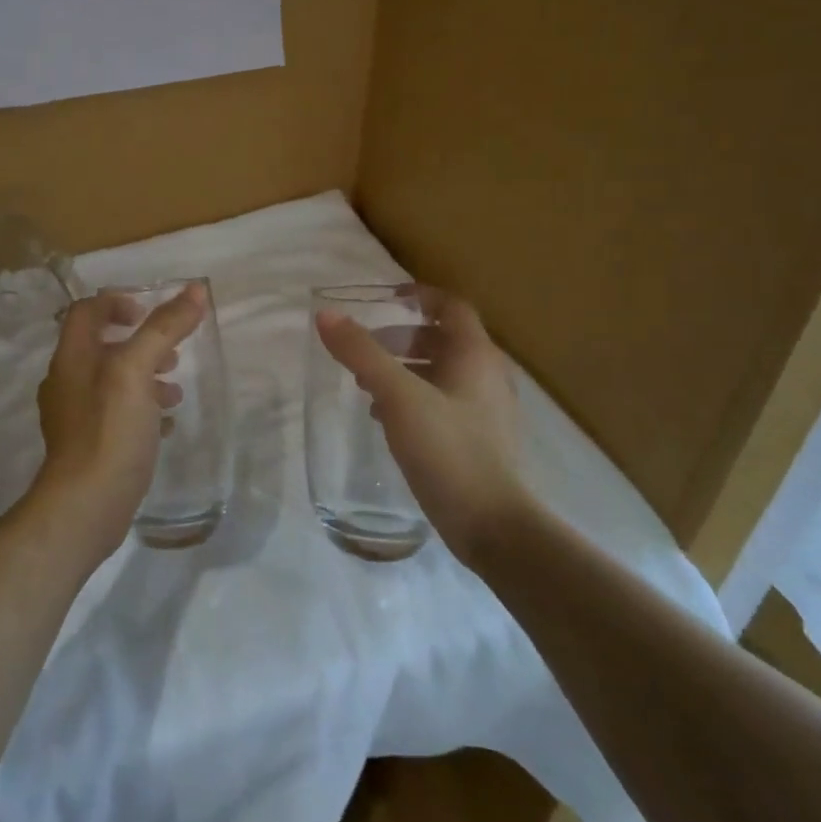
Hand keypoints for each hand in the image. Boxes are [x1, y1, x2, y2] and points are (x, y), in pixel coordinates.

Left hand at [34, 283, 206, 554]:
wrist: (85, 506)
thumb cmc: (109, 429)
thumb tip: (196, 290)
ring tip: (175, 391)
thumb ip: (164, 328)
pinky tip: (165, 426)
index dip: (117, 303)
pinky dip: (141, 410)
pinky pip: (116, 415)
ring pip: (112, 383)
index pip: (88, 311)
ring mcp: (74, 417)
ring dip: (145, 378)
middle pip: (102, 346)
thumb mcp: (138, 370)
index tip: (148, 314)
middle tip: (171, 355)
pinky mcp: (88, 446)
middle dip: (140, 344)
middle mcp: (67, 382)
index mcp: (72, 357)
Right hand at [314, 288, 530, 566]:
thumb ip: (361, 353)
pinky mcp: (481, 439)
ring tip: (367, 386)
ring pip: (442, 372)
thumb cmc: (447, 449)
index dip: (418, 296)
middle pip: (443, 339)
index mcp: (476, 355)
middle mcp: (488, 374)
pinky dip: (414, 397)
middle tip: (365, 349)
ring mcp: (488, 409)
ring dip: (404, 369)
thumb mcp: (397, 396)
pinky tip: (387, 420)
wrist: (493, 525)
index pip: (450, 306)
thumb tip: (326, 315)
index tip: (383, 298)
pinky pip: (444, 401)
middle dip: (401, 337)